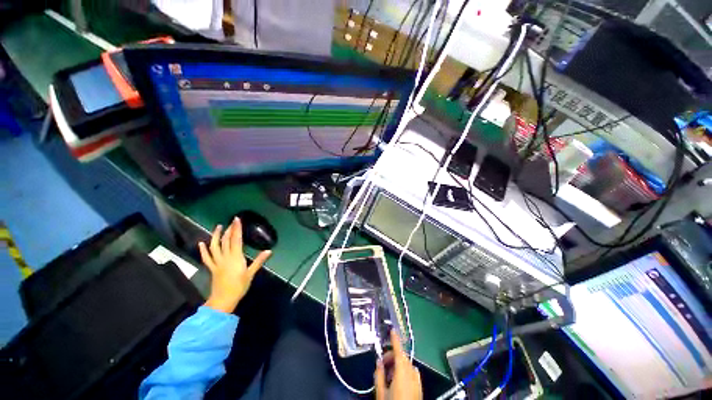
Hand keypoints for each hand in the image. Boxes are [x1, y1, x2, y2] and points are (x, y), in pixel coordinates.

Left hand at [199, 218, 271, 312]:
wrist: (223, 300)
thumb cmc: (239, 286)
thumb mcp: (251, 273)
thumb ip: (259, 261)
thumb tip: (269, 251)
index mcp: (236, 258)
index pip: (236, 240)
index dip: (237, 229)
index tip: (237, 220)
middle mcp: (225, 258)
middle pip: (226, 241)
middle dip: (229, 230)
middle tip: (232, 221)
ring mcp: (217, 263)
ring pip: (215, 247)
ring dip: (215, 236)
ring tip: (218, 227)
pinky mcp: (212, 268)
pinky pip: (207, 258)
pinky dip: (203, 250)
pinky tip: (201, 243)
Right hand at [375, 330, 422, 399]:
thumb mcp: (381, 392)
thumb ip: (379, 374)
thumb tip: (378, 362)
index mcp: (402, 371)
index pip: (398, 350)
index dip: (395, 339)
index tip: (392, 330)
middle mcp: (412, 373)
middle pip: (402, 357)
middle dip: (392, 356)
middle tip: (382, 363)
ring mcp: (417, 380)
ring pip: (407, 365)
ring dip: (397, 364)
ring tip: (388, 374)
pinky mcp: (420, 387)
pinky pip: (411, 372)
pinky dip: (404, 371)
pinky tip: (397, 380)